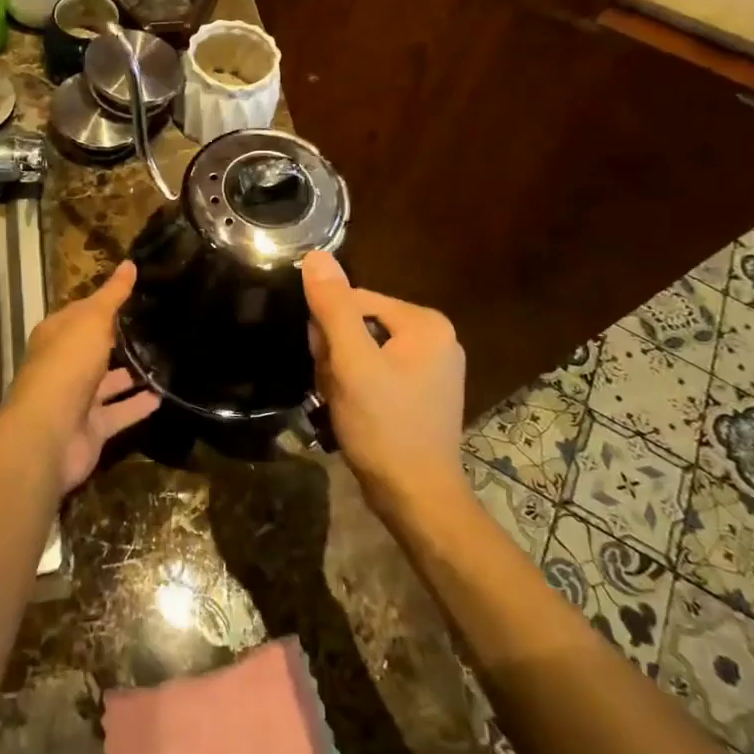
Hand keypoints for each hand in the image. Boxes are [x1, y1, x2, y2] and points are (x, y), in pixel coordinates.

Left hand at [1, 261, 159, 490]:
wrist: (49, 432)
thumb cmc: (67, 364)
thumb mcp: (92, 320)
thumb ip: (113, 295)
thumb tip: (130, 263)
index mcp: (57, 335)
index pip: (82, 313)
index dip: (106, 303)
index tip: (137, 294)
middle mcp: (64, 365)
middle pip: (94, 349)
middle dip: (120, 340)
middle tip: (159, 328)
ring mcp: (76, 399)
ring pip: (108, 383)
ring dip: (133, 374)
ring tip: (168, 360)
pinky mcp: (92, 428)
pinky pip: (119, 412)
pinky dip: (138, 405)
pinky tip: (164, 395)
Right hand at [302, 251, 467, 509]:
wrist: (416, 498)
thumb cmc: (384, 426)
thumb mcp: (351, 363)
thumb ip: (333, 307)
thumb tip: (316, 255)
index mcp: (425, 322)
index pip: (355, 300)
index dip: (328, 329)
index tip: (323, 364)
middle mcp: (436, 338)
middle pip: (360, 324)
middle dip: (336, 353)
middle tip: (334, 387)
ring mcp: (433, 367)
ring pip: (364, 350)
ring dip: (342, 372)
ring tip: (342, 403)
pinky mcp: (424, 393)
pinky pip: (378, 371)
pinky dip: (358, 386)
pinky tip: (353, 410)